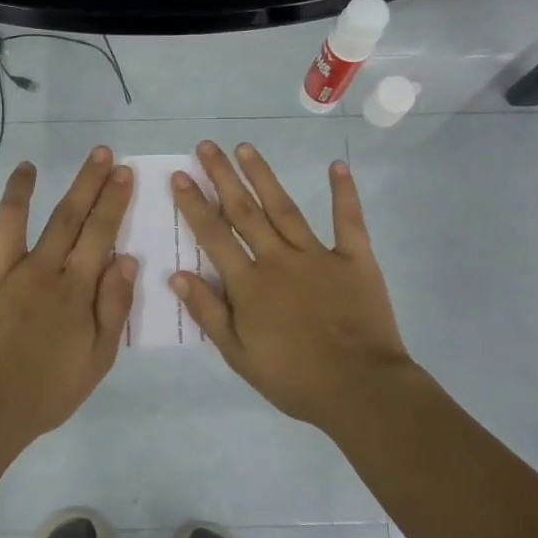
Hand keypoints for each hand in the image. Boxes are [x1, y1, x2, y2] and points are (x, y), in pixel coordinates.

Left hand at [0, 147, 137, 443]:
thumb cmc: (47, 391)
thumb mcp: (98, 358)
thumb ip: (113, 306)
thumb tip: (126, 258)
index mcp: (73, 289)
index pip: (99, 234)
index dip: (112, 200)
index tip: (121, 171)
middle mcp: (38, 271)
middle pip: (66, 218)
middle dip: (85, 183)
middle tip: (98, 152)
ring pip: (10, 220)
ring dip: (20, 189)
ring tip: (27, 165)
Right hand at [171, 141, 417, 431]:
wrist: (360, 390)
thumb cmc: (294, 379)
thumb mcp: (238, 355)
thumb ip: (208, 312)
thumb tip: (177, 274)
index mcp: (249, 284)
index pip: (214, 236)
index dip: (194, 204)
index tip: (179, 176)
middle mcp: (278, 260)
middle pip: (244, 212)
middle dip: (223, 177)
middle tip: (207, 147)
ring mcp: (318, 255)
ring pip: (284, 208)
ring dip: (263, 176)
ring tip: (245, 148)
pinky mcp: (355, 259)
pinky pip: (348, 220)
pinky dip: (343, 193)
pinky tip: (336, 166)